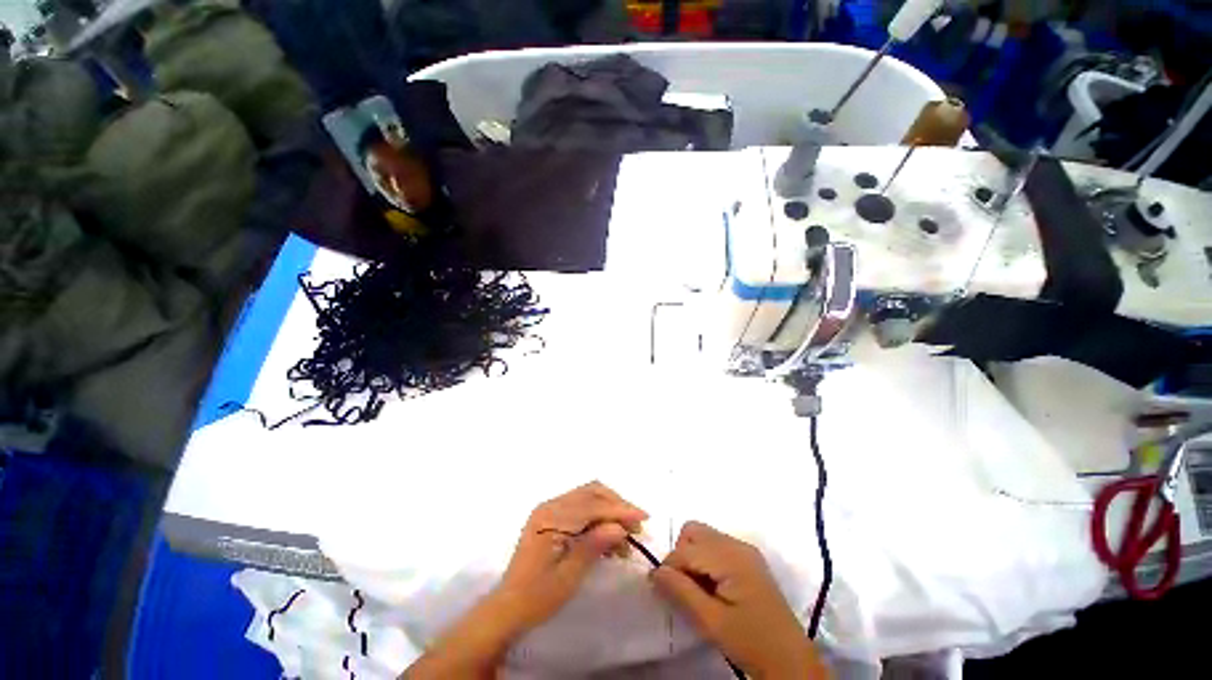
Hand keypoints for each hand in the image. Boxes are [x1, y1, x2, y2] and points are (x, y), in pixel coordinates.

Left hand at [492, 481, 648, 631]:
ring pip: (589, 499)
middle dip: (617, 506)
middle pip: (592, 493)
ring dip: (610, 513)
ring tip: (627, 539)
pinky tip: (611, 540)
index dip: (619, 510)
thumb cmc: (537, 597)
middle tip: (637, 527)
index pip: (591, 505)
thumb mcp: (568, 577)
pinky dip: (600, 519)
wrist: (508, 609)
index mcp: (550, 517)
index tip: (643, 517)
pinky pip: (583, 509)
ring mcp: (551, 510)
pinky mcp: (554, 518)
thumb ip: (593, 546)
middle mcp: (551, 506)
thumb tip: (620, 527)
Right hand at [652, 522, 828, 678]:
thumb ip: (682, 592)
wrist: (791, 660)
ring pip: (704, 536)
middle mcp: (736, 544)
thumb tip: (656, 571)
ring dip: (692, 556)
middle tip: (683, 587)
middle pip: (694, 531)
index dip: (669, 567)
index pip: (686, 549)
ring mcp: (744, 550)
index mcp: (730, 557)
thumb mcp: (712, 622)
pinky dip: (705, 559)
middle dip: (681, 554)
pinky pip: (716, 545)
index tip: (662, 590)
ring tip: (697, 589)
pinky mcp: (748, 559)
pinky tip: (711, 586)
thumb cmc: (751, 642)